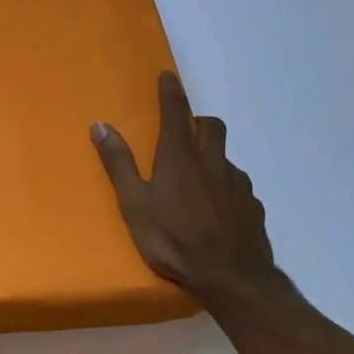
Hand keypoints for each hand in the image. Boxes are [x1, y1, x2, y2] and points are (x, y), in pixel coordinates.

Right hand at [92, 71, 288, 304]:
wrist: (231, 278)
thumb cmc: (174, 240)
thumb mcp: (134, 205)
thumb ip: (119, 164)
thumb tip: (100, 125)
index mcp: (179, 158)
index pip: (176, 112)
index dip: (171, 91)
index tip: (168, 76)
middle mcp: (211, 162)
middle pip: (211, 126)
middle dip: (197, 120)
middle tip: (183, 131)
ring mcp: (237, 184)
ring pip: (226, 156)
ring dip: (212, 154)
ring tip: (198, 177)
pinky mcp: (252, 206)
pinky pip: (239, 185)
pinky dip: (226, 186)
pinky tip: (218, 208)